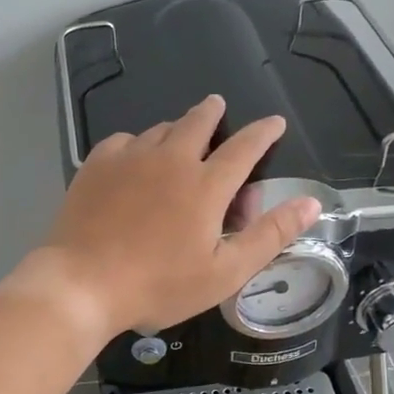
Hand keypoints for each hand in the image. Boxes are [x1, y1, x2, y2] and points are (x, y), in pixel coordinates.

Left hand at [27, 95, 321, 338]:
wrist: (82, 284)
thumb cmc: (158, 285)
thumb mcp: (225, 272)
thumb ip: (270, 234)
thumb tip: (311, 203)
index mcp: (206, 185)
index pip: (245, 147)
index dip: (264, 133)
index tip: (274, 123)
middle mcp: (171, 159)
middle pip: (198, 122)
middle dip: (213, 112)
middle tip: (217, 107)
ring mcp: (130, 158)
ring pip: (160, 129)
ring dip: (175, 130)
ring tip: (177, 142)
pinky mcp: (96, 165)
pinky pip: (124, 141)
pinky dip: (137, 145)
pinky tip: (133, 160)